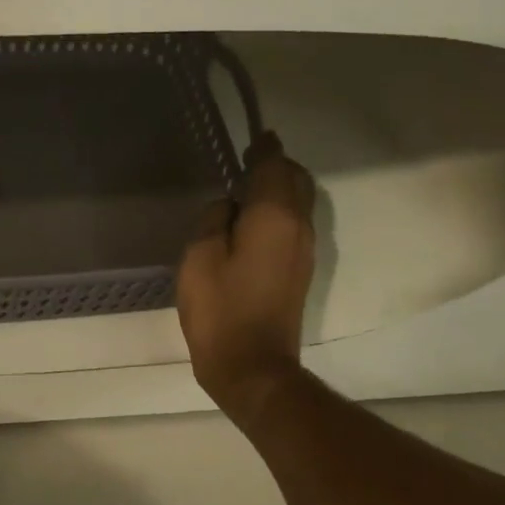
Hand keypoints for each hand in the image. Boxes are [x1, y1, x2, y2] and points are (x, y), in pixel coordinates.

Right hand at [177, 131, 316, 428]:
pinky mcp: (299, 271)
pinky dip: (277, 213)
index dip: (264, 150)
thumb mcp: (200, 257)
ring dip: (278, 190)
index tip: (255, 137)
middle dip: (275, 167)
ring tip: (246, 192)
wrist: (252, 366)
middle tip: (247, 163)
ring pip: (298, 204)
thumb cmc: (220, 310)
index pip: (275, 167)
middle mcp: (298, 227)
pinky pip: (293, 226)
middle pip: (296, 181)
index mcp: (274, 217)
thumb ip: (214, 220)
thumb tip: (229, 207)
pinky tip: (251, 224)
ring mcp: (304, 251)